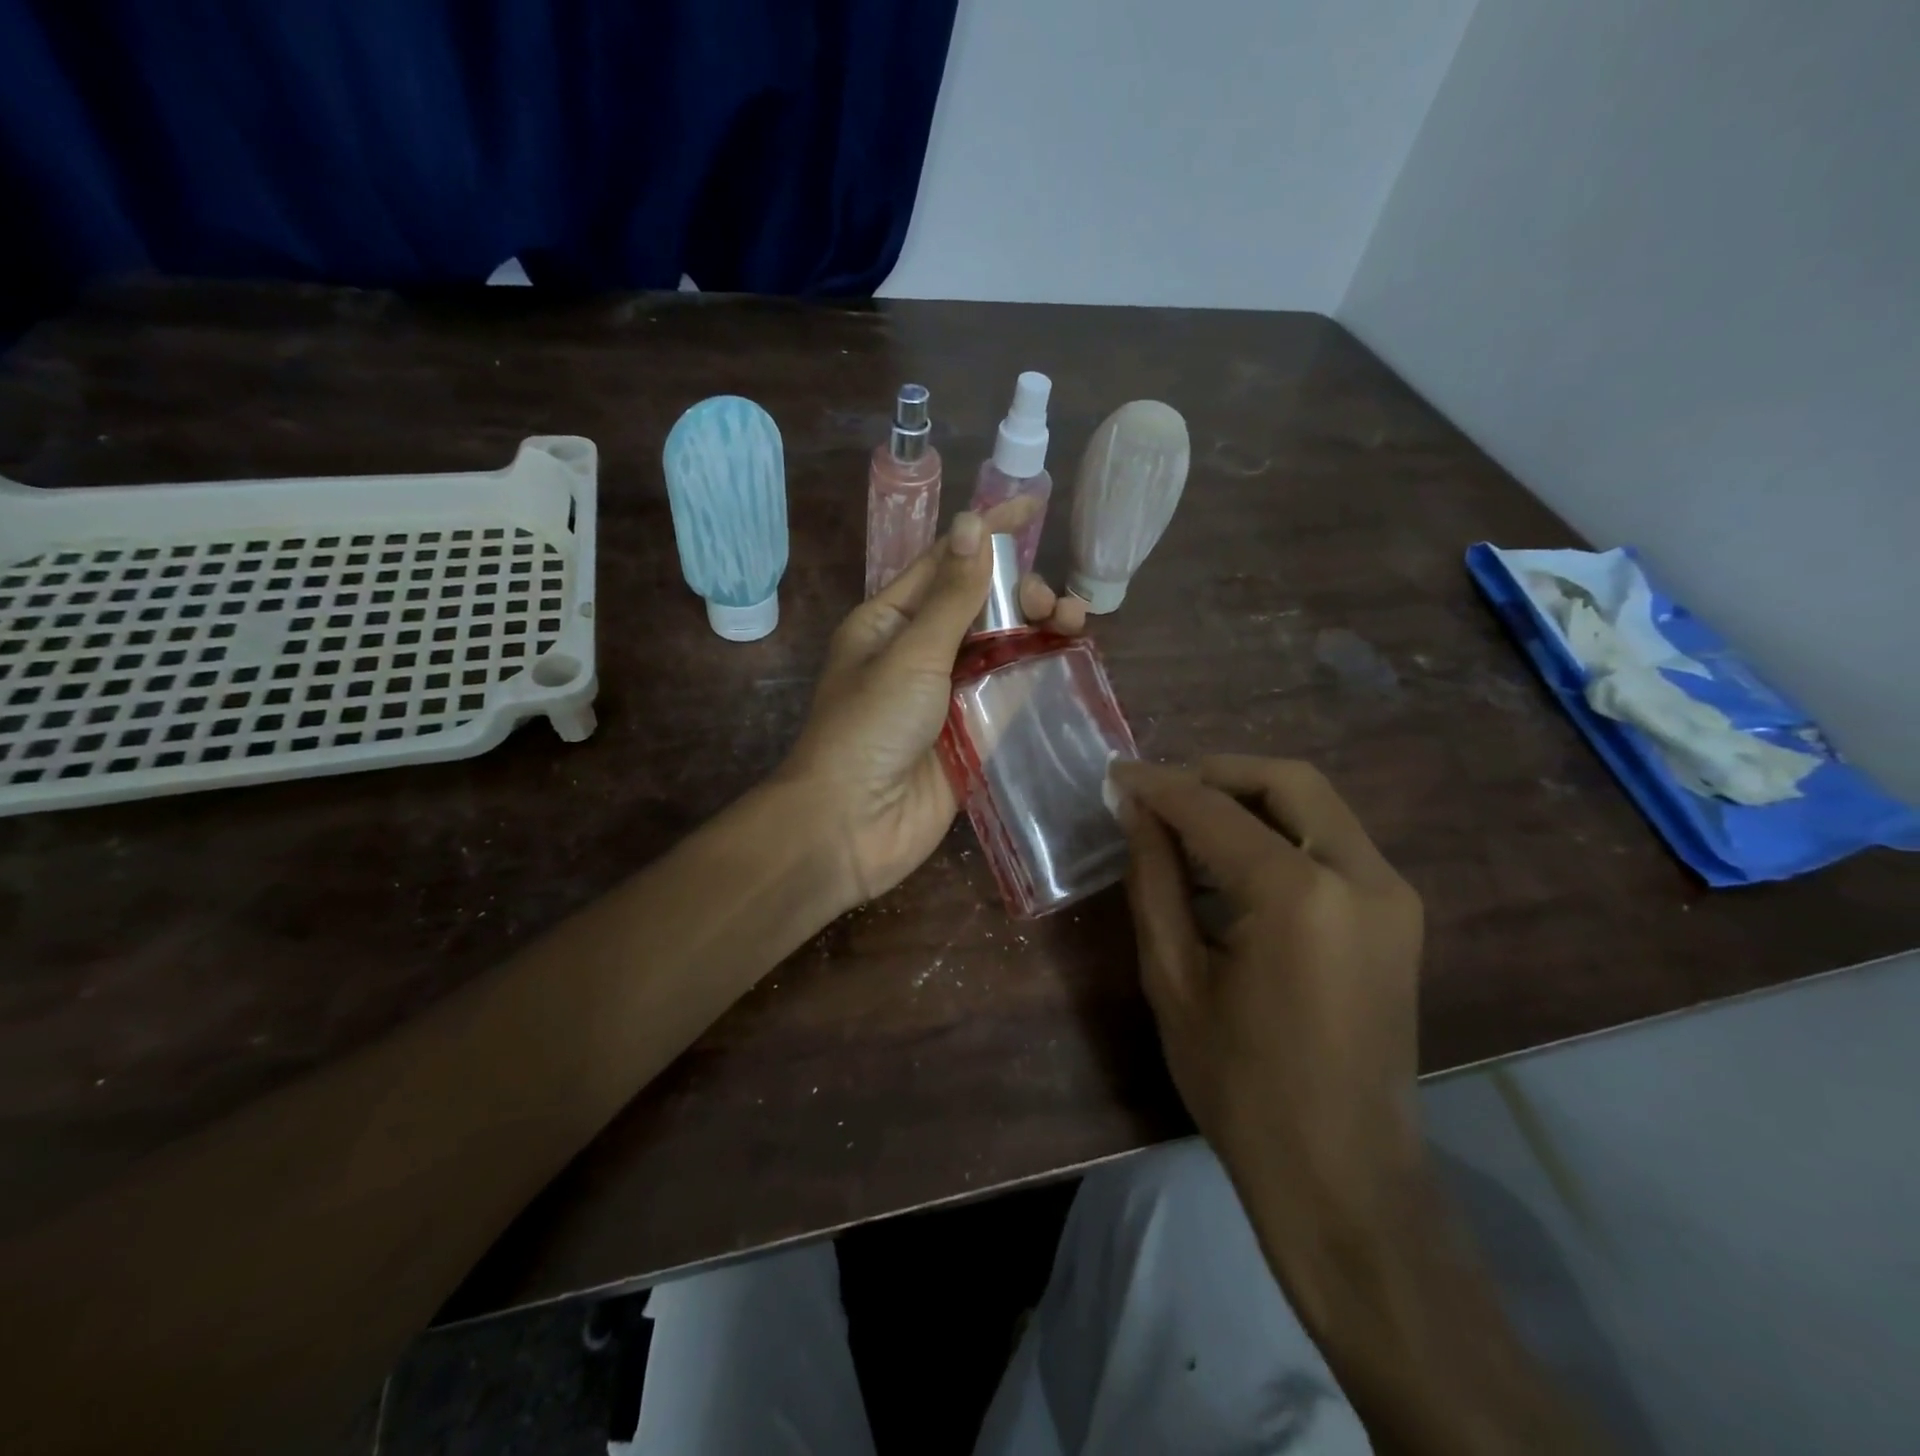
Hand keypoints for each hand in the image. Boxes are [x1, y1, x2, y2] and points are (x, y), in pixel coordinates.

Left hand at [781, 504, 1085, 909]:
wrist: (852, 825)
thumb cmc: (868, 728)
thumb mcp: (911, 652)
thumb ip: (951, 596)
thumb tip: (973, 524)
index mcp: (891, 621)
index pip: (945, 563)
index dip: (988, 533)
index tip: (1033, 507)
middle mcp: (920, 650)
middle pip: (980, 604)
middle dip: (1019, 590)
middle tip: (1047, 604)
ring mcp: (949, 693)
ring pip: (1002, 646)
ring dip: (1037, 626)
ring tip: (1071, 620)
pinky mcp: (974, 733)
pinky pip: (1012, 691)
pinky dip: (1039, 670)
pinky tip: (1070, 654)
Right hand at [1110, 756, 1424, 1211]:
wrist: (1342, 1172)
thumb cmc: (1240, 1082)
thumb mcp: (1174, 976)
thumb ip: (1154, 879)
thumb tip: (1135, 810)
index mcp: (1301, 896)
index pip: (1215, 810)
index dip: (1159, 786)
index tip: (1115, 774)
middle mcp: (1362, 876)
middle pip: (1287, 781)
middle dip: (1215, 774)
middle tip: (1159, 794)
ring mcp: (1391, 893)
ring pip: (1315, 804)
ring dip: (1248, 799)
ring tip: (1186, 823)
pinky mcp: (1397, 914)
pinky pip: (1331, 840)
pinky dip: (1277, 830)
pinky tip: (1232, 859)